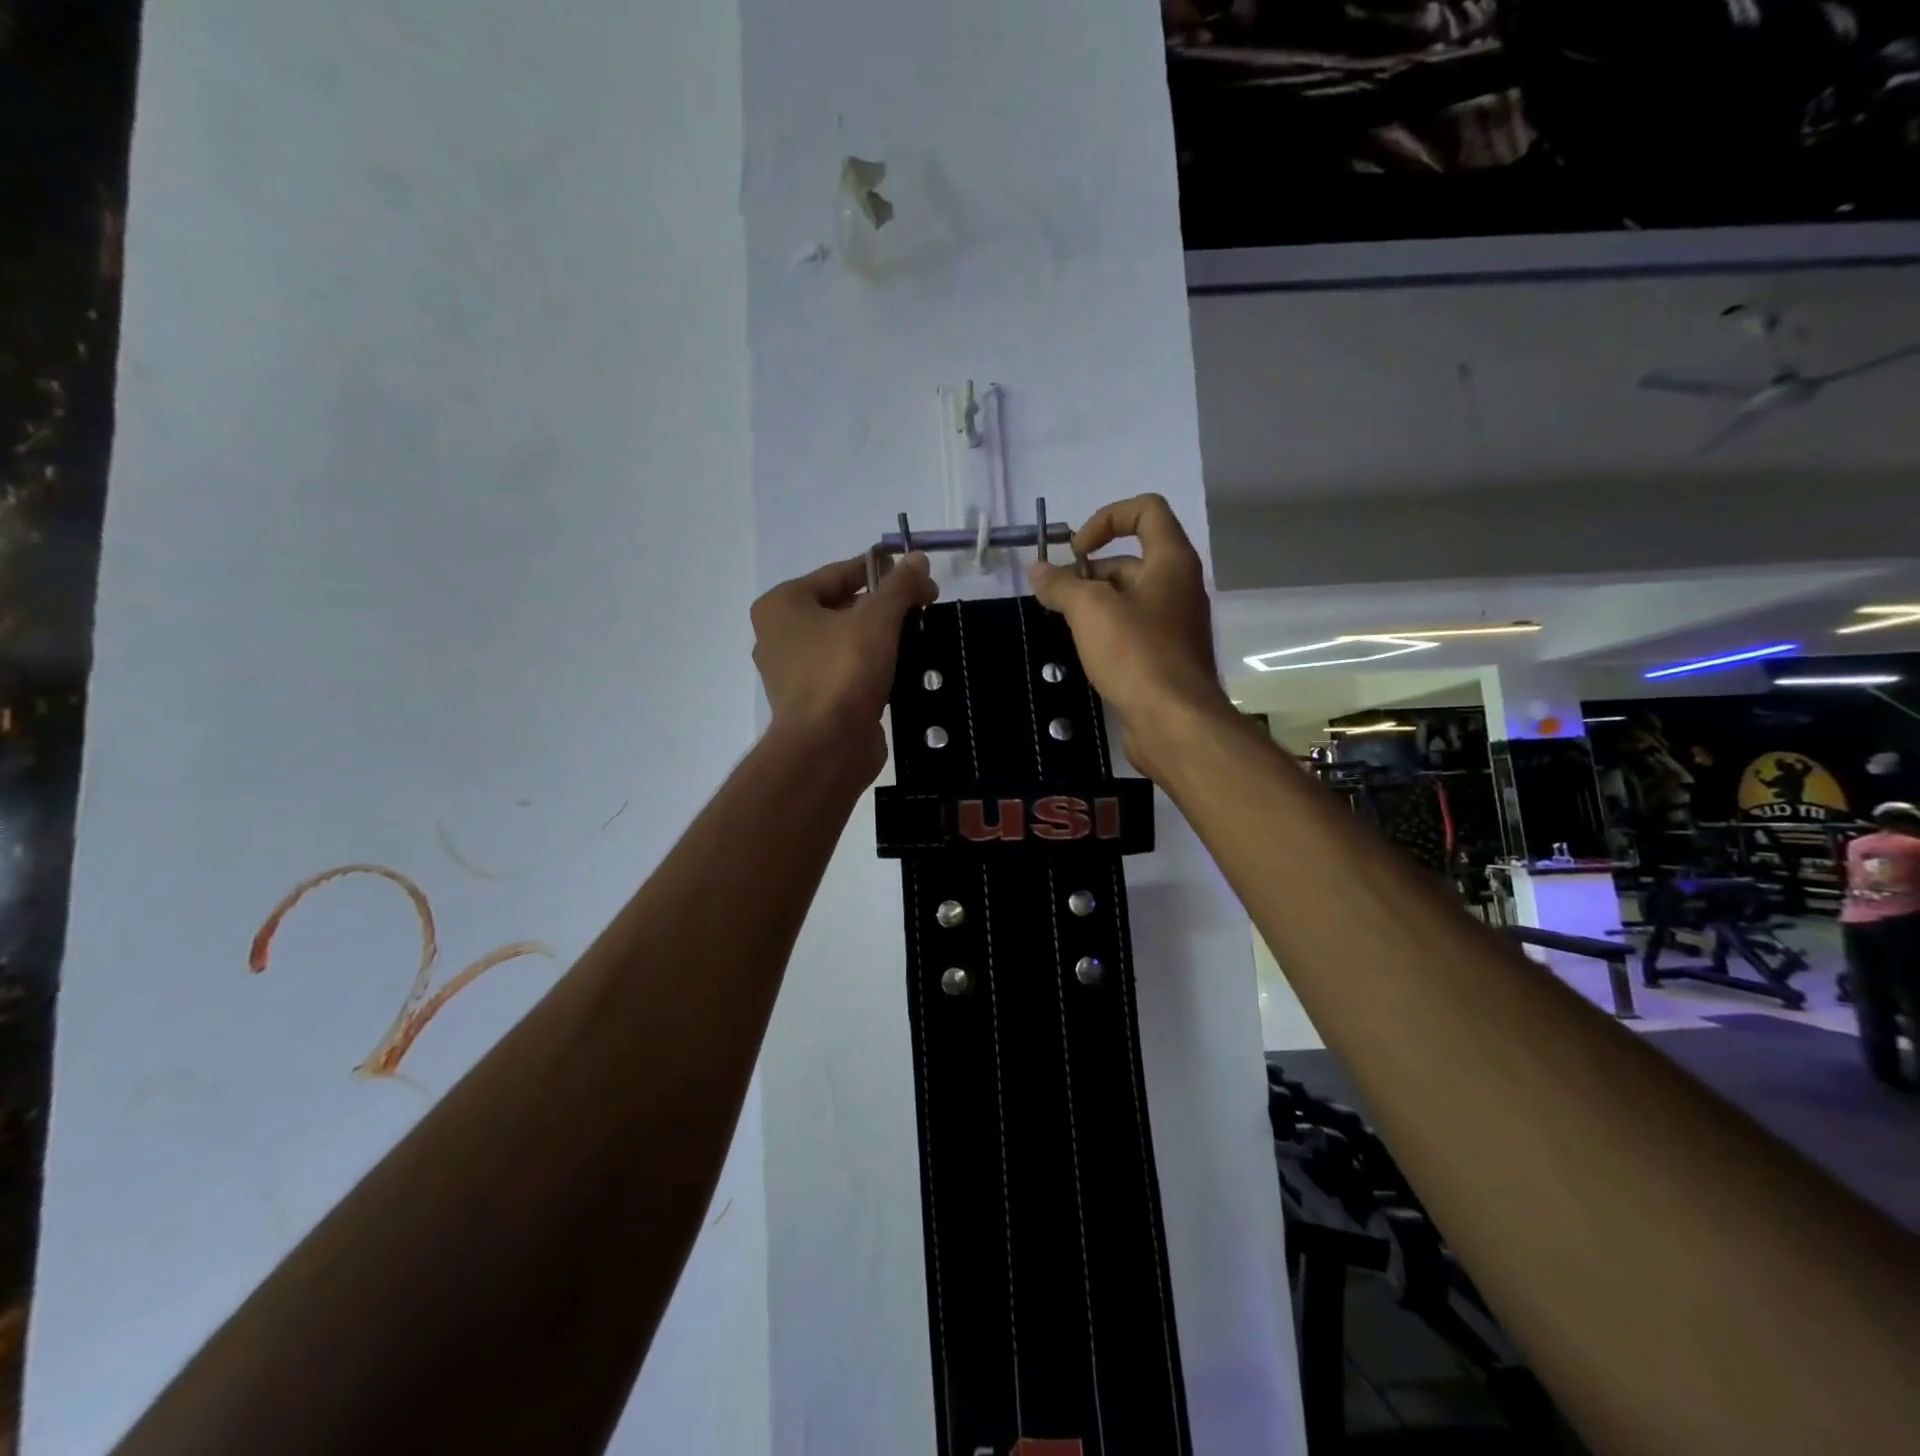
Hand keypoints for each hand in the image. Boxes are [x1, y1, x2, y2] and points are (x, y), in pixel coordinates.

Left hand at [752, 552, 938, 780]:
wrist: (827, 747)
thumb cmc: (843, 671)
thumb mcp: (877, 619)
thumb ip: (900, 586)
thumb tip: (918, 559)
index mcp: (782, 606)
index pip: (838, 574)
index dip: (882, 571)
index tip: (919, 576)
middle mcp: (780, 636)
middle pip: (841, 608)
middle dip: (883, 607)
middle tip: (924, 608)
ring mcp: (794, 674)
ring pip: (845, 643)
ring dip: (880, 639)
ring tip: (919, 636)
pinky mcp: (813, 703)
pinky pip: (847, 673)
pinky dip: (873, 669)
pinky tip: (903, 670)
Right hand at [1028, 494, 1234, 779]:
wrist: (1174, 723)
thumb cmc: (1136, 654)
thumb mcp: (1090, 610)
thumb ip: (1062, 585)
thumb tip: (1038, 570)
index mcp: (1171, 561)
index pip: (1146, 510)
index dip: (1107, 518)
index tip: (1076, 551)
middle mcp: (1178, 586)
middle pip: (1130, 559)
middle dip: (1089, 572)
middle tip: (1058, 600)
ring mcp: (1174, 624)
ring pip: (1128, 598)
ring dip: (1093, 605)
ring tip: (1064, 627)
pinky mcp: (1165, 657)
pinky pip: (1132, 630)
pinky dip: (1106, 632)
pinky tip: (1084, 653)